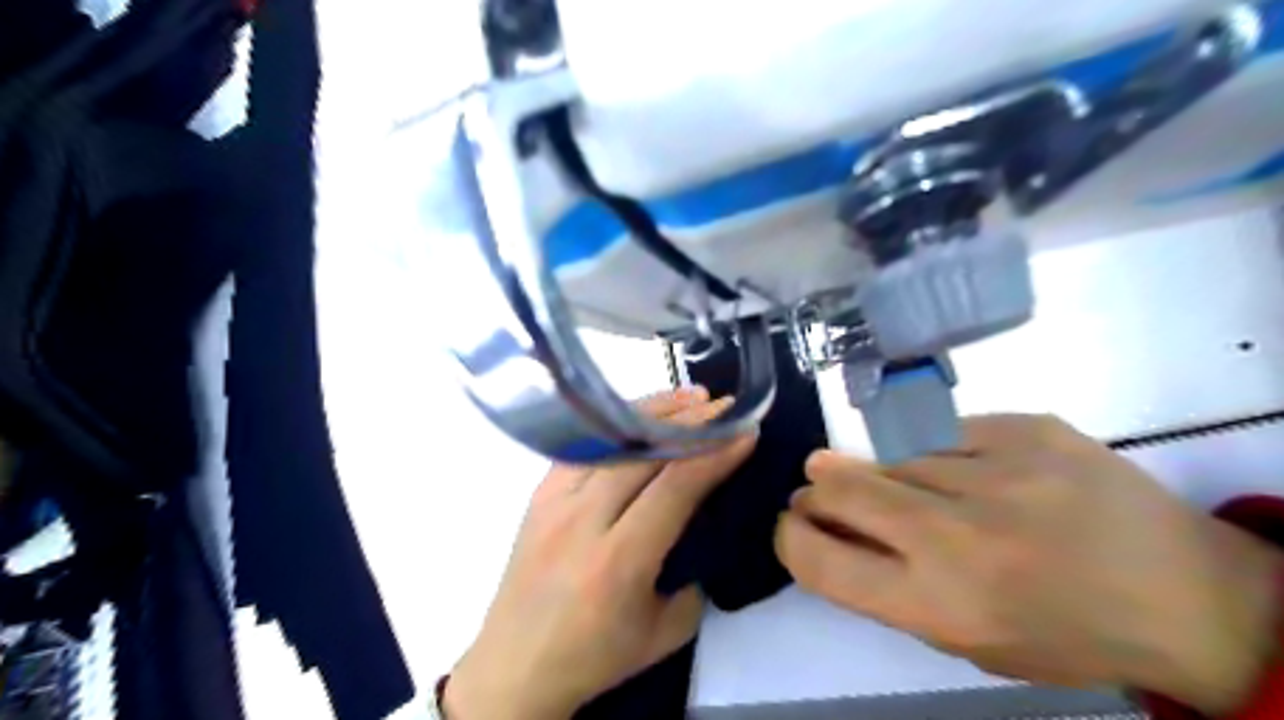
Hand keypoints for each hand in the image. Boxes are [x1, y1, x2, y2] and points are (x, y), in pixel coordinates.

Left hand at [449, 387, 752, 719]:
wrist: (514, 666)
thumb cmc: (593, 656)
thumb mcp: (665, 632)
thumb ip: (694, 575)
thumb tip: (703, 525)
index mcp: (618, 561)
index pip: (674, 489)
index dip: (713, 455)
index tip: (745, 433)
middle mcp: (583, 521)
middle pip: (643, 454)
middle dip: (690, 424)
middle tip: (724, 405)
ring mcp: (554, 501)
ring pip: (612, 440)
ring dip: (655, 413)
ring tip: (690, 397)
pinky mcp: (539, 494)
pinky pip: (586, 446)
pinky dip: (619, 425)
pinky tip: (642, 414)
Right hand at [777, 412, 1277, 717]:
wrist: (1189, 595)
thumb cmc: (1062, 632)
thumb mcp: (964, 641)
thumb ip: (886, 586)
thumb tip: (827, 527)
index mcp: (937, 603)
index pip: (816, 556)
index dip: (790, 535)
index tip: (795, 525)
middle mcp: (956, 534)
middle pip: (838, 485)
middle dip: (817, 489)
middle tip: (824, 490)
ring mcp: (995, 470)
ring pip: (891, 456)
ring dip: (886, 474)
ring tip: (925, 492)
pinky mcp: (1026, 427)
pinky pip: (946, 433)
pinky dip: (942, 452)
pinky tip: (977, 471)